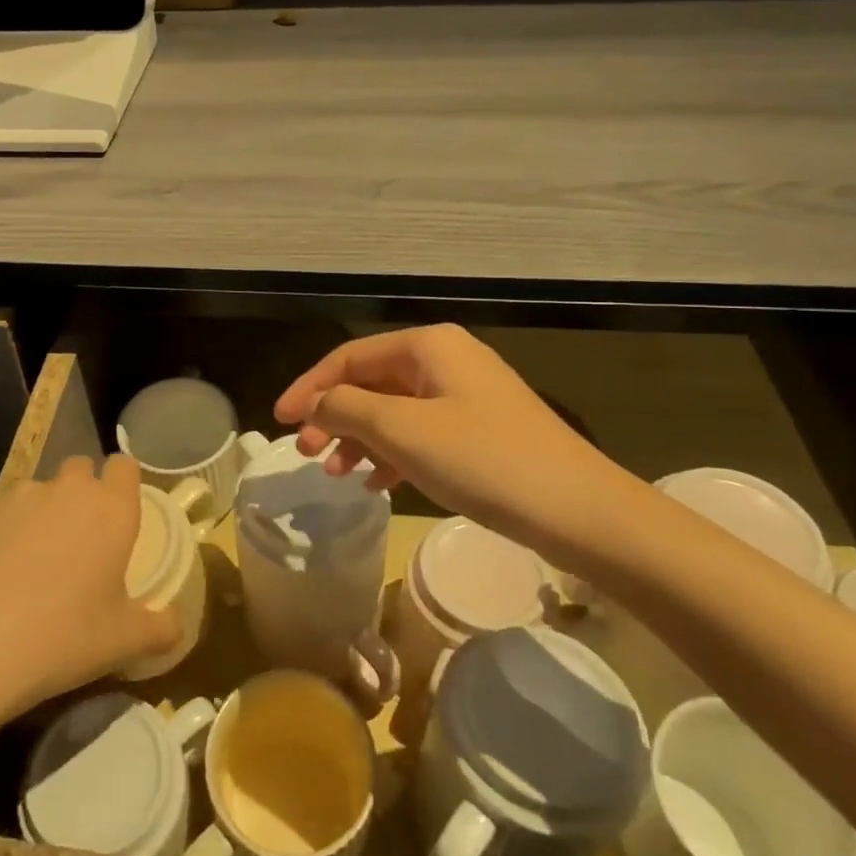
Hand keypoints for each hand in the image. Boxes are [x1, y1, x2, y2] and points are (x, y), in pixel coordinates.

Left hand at [0, 455, 178, 705]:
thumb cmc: (64, 634)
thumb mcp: (124, 642)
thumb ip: (160, 628)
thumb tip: (175, 626)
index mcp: (113, 508)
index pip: (125, 466)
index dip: (124, 483)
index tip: (121, 512)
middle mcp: (71, 490)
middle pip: (82, 468)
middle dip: (84, 491)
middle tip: (83, 538)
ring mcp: (24, 497)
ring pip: (43, 489)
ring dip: (47, 510)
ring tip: (38, 559)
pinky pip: (9, 510)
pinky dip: (12, 528)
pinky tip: (3, 570)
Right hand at [275, 325, 637, 567]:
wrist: (578, 509)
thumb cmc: (482, 460)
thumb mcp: (402, 431)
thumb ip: (346, 409)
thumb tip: (315, 403)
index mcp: (428, 346)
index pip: (349, 358)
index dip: (308, 387)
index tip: (277, 421)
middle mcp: (446, 360)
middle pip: (370, 382)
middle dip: (333, 416)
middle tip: (306, 453)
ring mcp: (467, 395)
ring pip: (394, 410)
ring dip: (359, 438)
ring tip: (336, 473)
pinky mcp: (481, 429)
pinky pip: (420, 432)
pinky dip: (392, 454)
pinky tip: (377, 484)